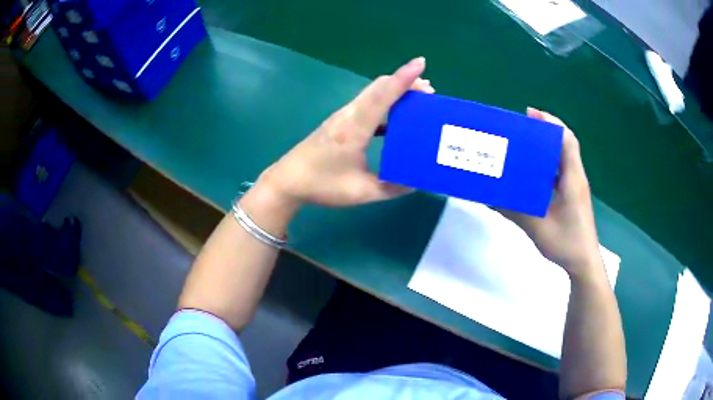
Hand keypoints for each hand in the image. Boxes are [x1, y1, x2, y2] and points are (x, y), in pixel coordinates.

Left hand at [258, 57, 431, 208]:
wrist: (287, 181)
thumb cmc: (322, 185)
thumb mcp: (361, 192)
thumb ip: (391, 188)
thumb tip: (416, 181)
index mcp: (354, 128)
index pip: (382, 95)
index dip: (403, 78)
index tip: (420, 63)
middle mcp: (349, 115)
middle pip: (379, 87)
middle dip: (405, 82)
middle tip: (429, 90)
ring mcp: (342, 116)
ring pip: (372, 93)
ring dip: (395, 91)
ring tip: (418, 99)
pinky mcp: (340, 122)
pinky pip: (367, 105)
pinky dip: (385, 104)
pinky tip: (397, 119)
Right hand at [500, 108, 602, 279]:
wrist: (584, 263)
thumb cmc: (566, 243)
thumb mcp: (538, 228)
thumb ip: (514, 212)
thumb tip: (489, 199)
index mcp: (572, 179)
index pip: (567, 141)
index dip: (551, 123)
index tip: (531, 114)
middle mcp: (576, 178)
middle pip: (565, 144)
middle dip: (546, 130)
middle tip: (523, 126)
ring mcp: (575, 187)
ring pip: (563, 157)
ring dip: (547, 146)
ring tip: (526, 144)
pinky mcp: (572, 195)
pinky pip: (561, 171)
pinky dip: (549, 163)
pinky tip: (534, 171)